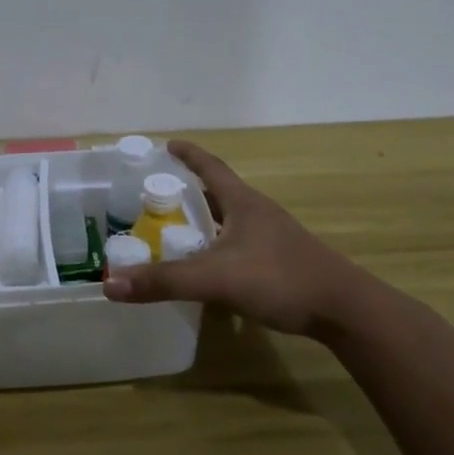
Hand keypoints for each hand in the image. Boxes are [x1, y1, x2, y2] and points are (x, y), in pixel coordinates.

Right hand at [103, 140, 369, 338]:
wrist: (343, 309)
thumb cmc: (279, 278)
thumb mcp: (215, 278)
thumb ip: (163, 281)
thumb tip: (110, 283)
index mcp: (243, 203)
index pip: (211, 168)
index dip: (189, 155)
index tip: (168, 145)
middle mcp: (258, 213)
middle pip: (220, 192)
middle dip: (191, 190)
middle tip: (160, 195)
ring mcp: (273, 237)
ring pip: (231, 220)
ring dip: (206, 221)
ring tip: (178, 230)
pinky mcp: (281, 261)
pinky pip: (241, 244)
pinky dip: (219, 247)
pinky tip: (210, 268)